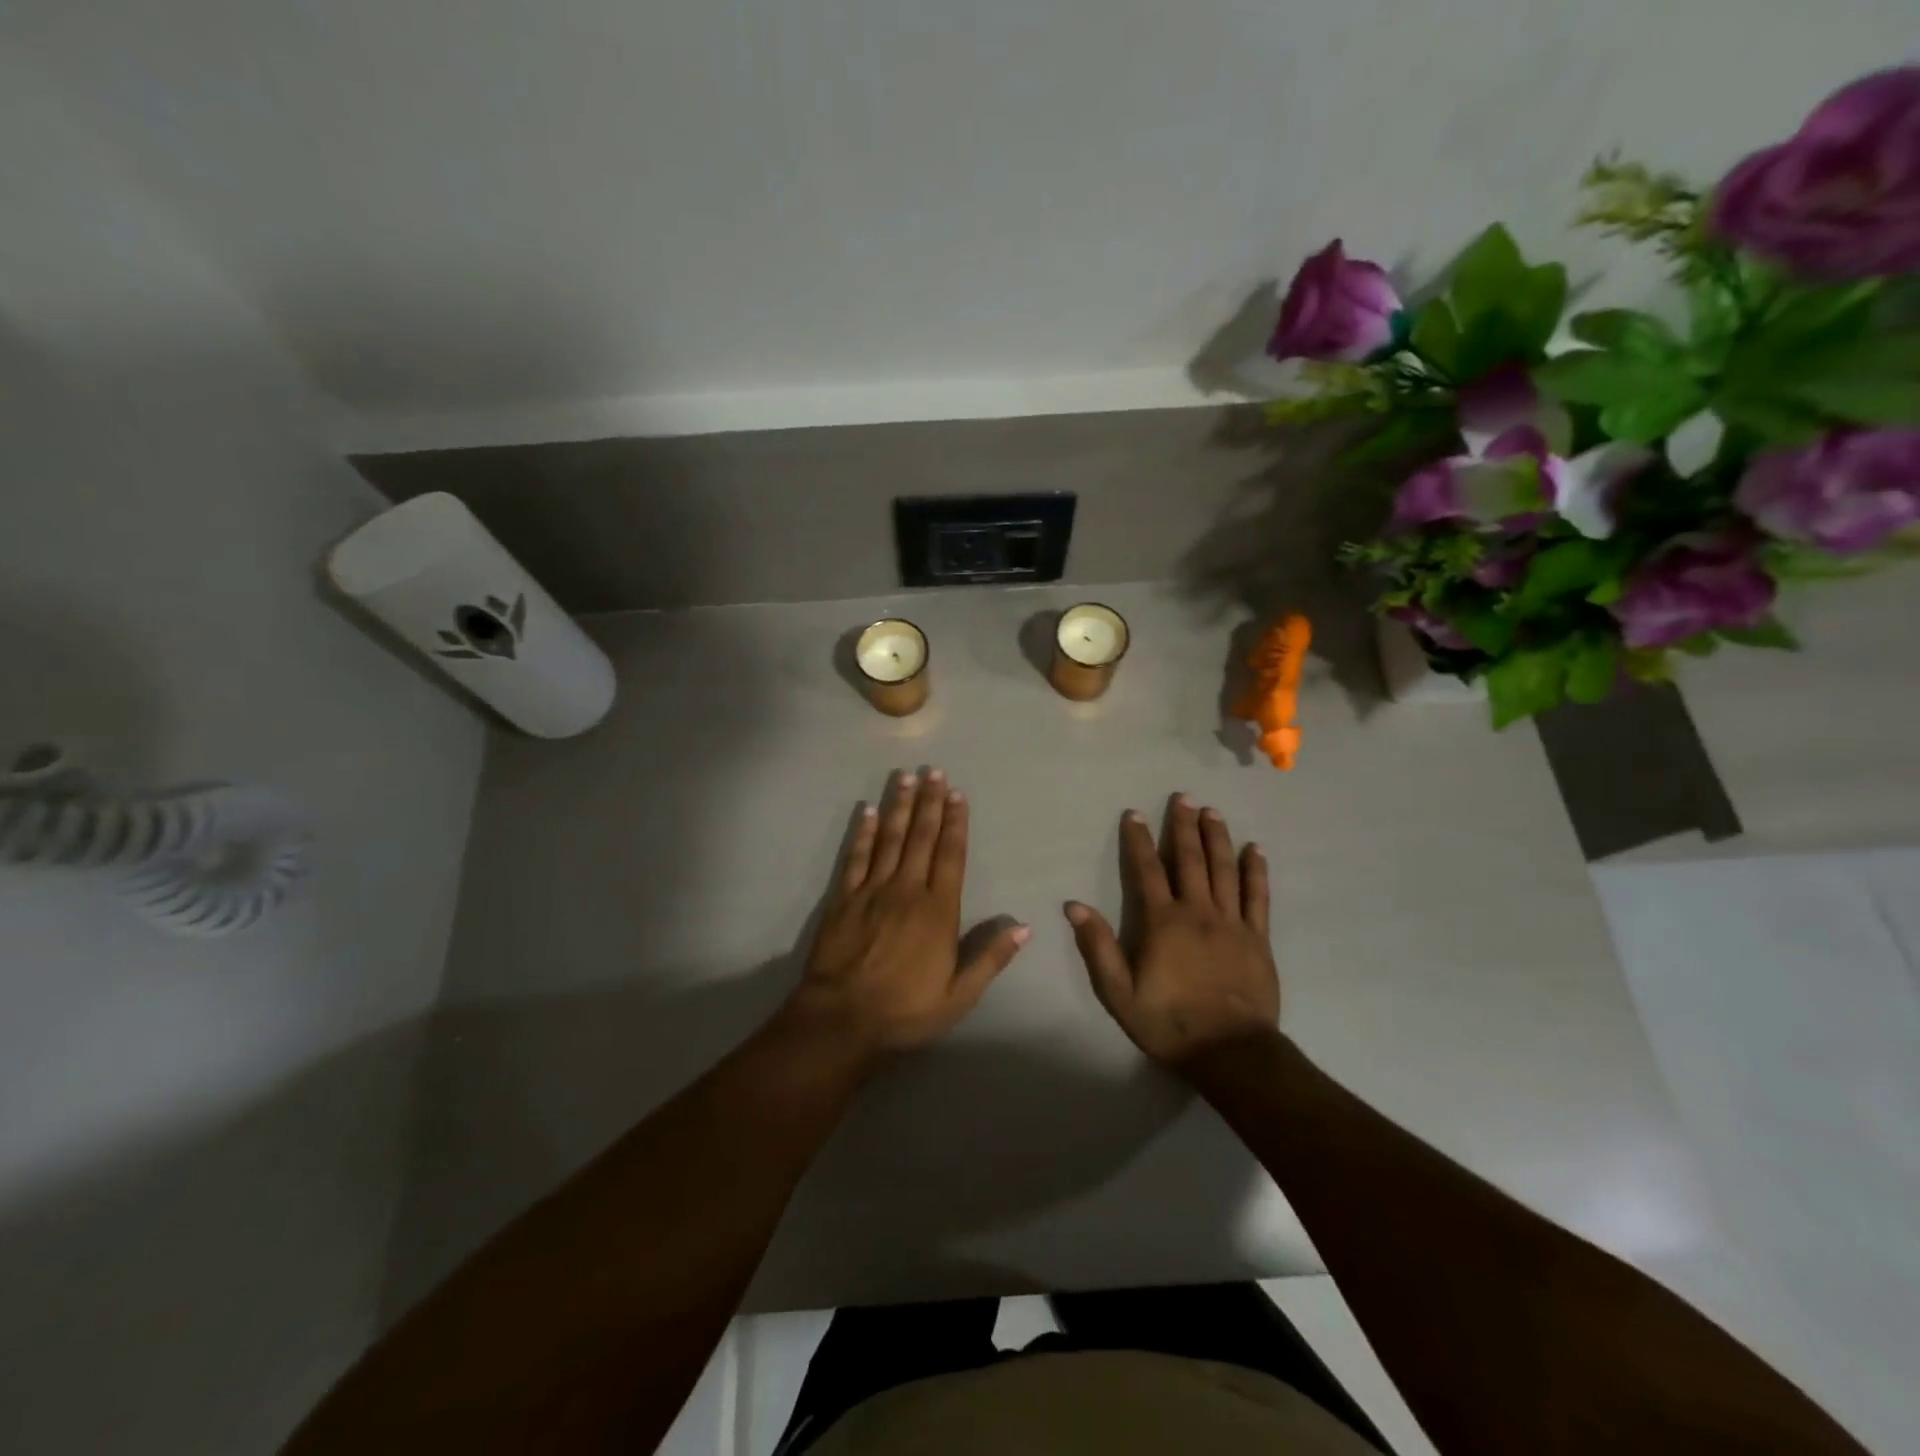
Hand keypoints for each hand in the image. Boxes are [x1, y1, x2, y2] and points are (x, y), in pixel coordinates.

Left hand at [790, 769, 1027, 1059]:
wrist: (842, 1019)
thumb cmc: (905, 1011)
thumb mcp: (959, 996)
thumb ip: (990, 959)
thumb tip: (1024, 928)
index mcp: (938, 911)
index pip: (951, 856)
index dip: (956, 823)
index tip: (958, 794)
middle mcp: (907, 890)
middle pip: (921, 837)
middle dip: (929, 802)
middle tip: (934, 771)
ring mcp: (872, 890)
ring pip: (890, 838)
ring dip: (899, 806)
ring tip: (906, 777)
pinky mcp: (844, 898)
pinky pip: (856, 857)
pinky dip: (863, 832)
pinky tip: (867, 810)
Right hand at [1065, 794, 1279, 1071]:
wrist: (1231, 1053)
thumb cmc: (1169, 1024)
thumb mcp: (1119, 993)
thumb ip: (1099, 947)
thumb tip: (1075, 906)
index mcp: (1163, 922)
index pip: (1147, 870)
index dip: (1139, 840)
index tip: (1134, 813)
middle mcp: (1198, 912)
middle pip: (1190, 860)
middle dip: (1183, 826)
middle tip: (1183, 798)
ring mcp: (1232, 923)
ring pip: (1225, 870)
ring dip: (1217, 838)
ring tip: (1212, 812)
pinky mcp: (1258, 938)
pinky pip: (1258, 896)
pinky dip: (1256, 871)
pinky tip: (1254, 850)